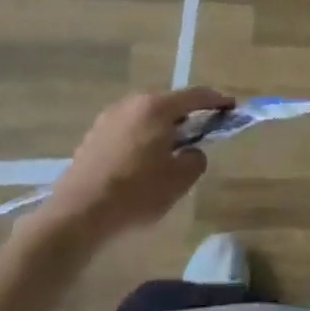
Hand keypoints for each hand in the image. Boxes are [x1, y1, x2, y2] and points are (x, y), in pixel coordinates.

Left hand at [44, 87, 231, 240]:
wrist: (78, 214)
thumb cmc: (136, 192)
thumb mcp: (179, 179)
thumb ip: (195, 159)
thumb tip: (192, 152)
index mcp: (157, 107)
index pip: (195, 96)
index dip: (217, 101)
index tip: (231, 107)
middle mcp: (132, 104)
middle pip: (168, 104)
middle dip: (186, 117)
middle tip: (200, 135)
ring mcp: (108, 118)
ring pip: (146, 117)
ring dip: (161, 129)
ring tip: (170, 153)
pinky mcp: (92, 137)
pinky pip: (128, 131)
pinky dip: (141, 140)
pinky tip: (142, 164)